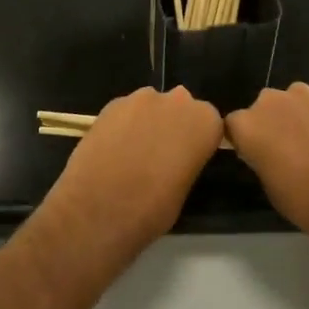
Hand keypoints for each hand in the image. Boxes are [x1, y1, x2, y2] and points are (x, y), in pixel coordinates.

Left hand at [45, 87, 221, 269]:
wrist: (98, 210)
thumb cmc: (152, 209)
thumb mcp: (184, 188)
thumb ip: (186, 160)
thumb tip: (175, 157)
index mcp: (204, 122)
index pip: (209, 122)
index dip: (196, 140)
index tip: (186, 159)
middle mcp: (177, 101)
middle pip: (180, 107)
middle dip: (173, 124)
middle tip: (159, 155)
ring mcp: (141, 98)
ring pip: (151, 106)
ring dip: (146, 122)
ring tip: (131, 153)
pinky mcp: (111, 103)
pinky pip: (125, 111)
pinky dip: (122, 125)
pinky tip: (111, 150)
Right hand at [224, 84, 308, 252]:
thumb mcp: (271, 188)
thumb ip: (260, 158)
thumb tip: (264, 150)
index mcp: (249, 125)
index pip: (232, 125)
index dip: (243, 141)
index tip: (254, 157)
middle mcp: (271, 101)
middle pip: (261, 109)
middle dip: (269, 125)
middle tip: (284, 153)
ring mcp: (304, 94)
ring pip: (289, 103)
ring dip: (294, 119)